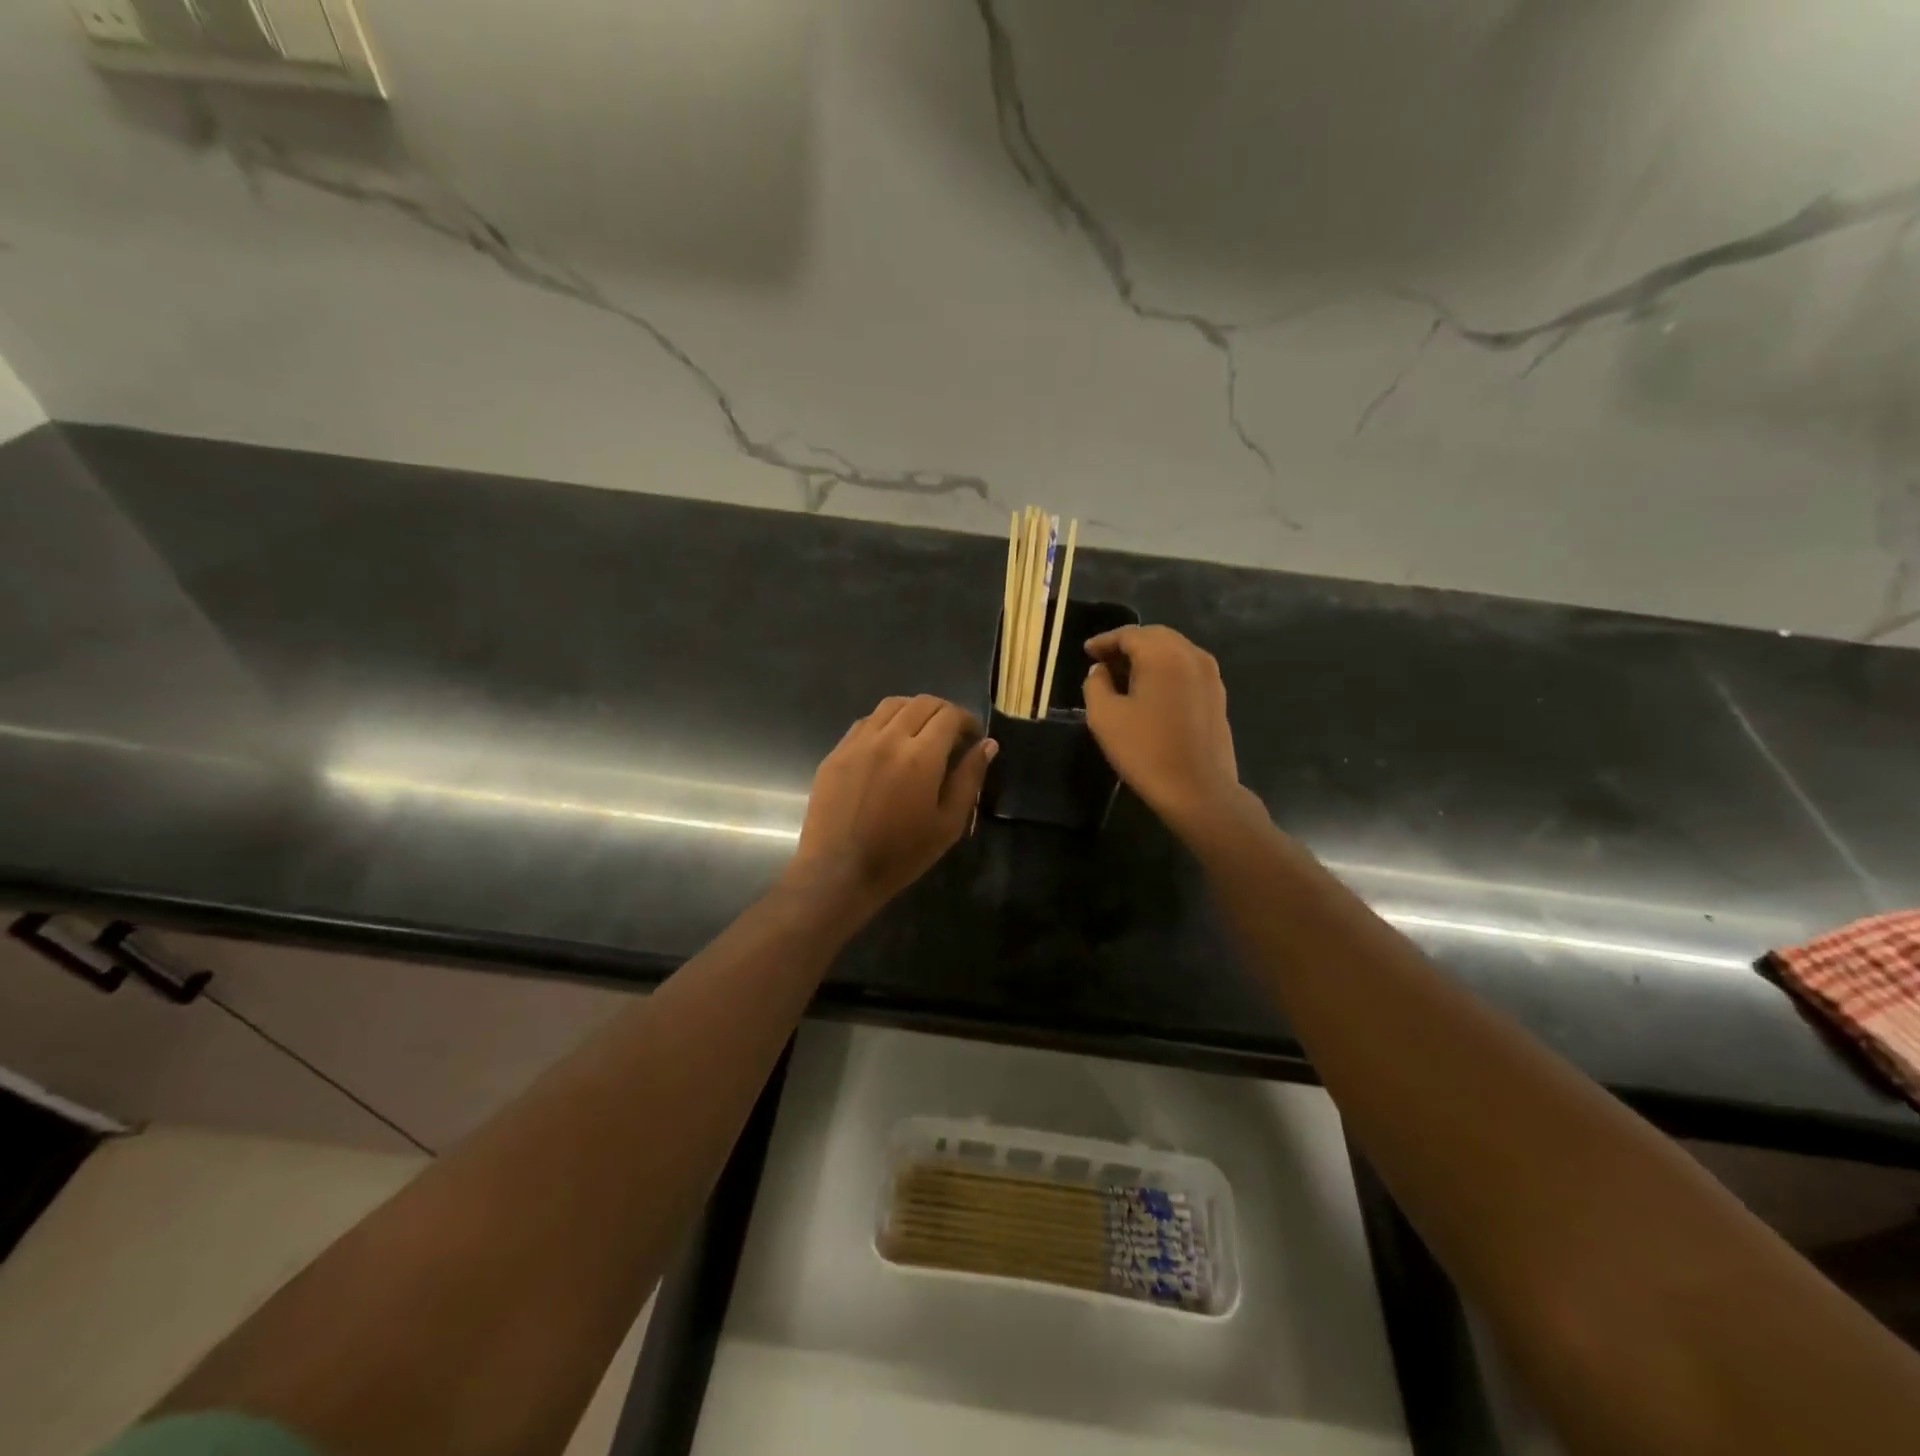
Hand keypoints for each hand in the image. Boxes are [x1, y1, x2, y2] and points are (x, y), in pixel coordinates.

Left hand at [784, 695, 995, 916]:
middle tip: (951, 735)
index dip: (967, 720)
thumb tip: (987, 744)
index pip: (949, 715)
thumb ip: (969, 778)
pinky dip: (884, 724)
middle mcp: (888, 738)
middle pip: (921, 703)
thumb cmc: (902, 854)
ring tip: (920, 734)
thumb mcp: (948, 823)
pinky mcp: (836, 753)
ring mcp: (857, 742)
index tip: (973, 738)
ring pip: (890, 706)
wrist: (839, 872)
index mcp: (921, 756)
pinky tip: (888, 746)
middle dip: (943, 712)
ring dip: (913, 711)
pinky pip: (865, 723)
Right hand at [1082, 626, 1245, 833]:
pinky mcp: (1218, 695)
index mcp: (1163, 654)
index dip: (1104, 641)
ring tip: (1125, 675)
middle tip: (1103, 661)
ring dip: (1148, 657)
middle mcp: (1191, 655)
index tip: (1086, 652)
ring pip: (1174, 651)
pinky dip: (1166, 670)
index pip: (1129, 634)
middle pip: (1155, 637)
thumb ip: (1096, 684)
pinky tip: (1151, 691)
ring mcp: (1210, 675)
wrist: (1198, 790)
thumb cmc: (1146, 751)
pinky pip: (1187, 669)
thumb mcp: (1105, 717)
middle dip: (1127, 645)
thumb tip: (1100, 670)